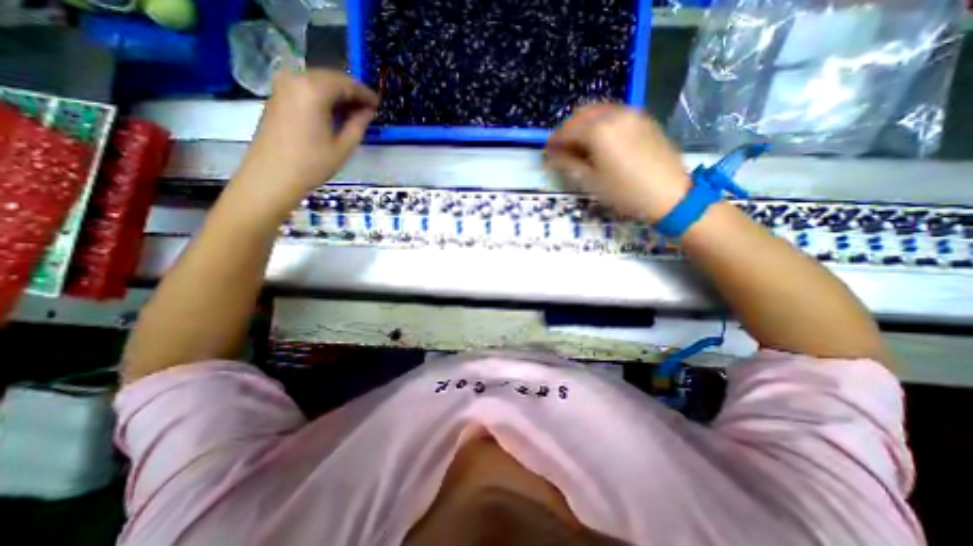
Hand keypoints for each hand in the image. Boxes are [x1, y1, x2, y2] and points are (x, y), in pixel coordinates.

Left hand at [235, 68, 380, 209]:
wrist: (272, 176)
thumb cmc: (312, 164)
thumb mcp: (343, 146)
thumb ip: (358, 124)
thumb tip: (368, 111)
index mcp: (314, 90)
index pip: (346, 83)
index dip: (365, 93)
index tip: (378, 104)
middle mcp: (296, 80)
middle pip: (331, 78)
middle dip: (351, 92)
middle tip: (368, 110)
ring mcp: (282, 87)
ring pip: (318, 82)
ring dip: (337, 95)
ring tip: (353, 114)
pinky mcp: (277, 97)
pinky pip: (305, 89)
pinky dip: (323, 98)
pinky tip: (333, 114)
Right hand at [544, 103, 686, 221]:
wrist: (669, 195)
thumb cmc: (625, 192)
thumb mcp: (591, 182)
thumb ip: (567, 164)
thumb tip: (550, 156)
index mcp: (598, 130)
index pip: (567, 130)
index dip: (553, 141)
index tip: (546, 153)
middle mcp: (614, 114)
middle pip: (581, 113)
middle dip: (567, 129)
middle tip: (561, 148)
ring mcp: (632, 113)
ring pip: (599, 110)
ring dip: (583, 124)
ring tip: (578, 145)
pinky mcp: (643, 119)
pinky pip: (615, 113)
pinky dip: (601, 122)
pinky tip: (600, 140)